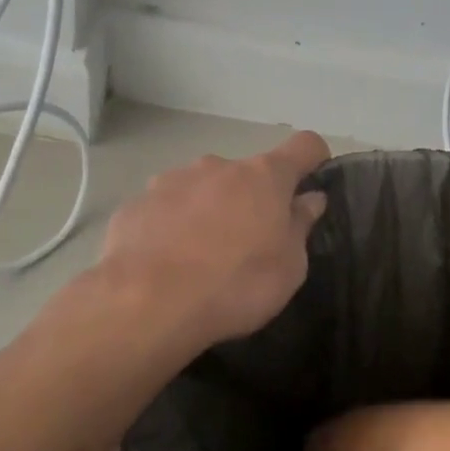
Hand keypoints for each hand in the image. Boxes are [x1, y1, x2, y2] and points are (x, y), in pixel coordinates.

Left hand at [94, 130, 331, 353]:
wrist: (146, 304)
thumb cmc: (236, 285)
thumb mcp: (289, 267)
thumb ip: (299, 226)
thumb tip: (309, 198)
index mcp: (263, 176)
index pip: (304, 146)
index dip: (314, 159)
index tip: (313, 181)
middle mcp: (217, 166)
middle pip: (246, 174)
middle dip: (251, 200)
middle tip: (248, 245)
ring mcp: (171, 180)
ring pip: (202, 189)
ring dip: (209, 211)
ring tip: (200, 259)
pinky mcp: (135, 203)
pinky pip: (165, 210)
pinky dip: (171, 227)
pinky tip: (164, 264)